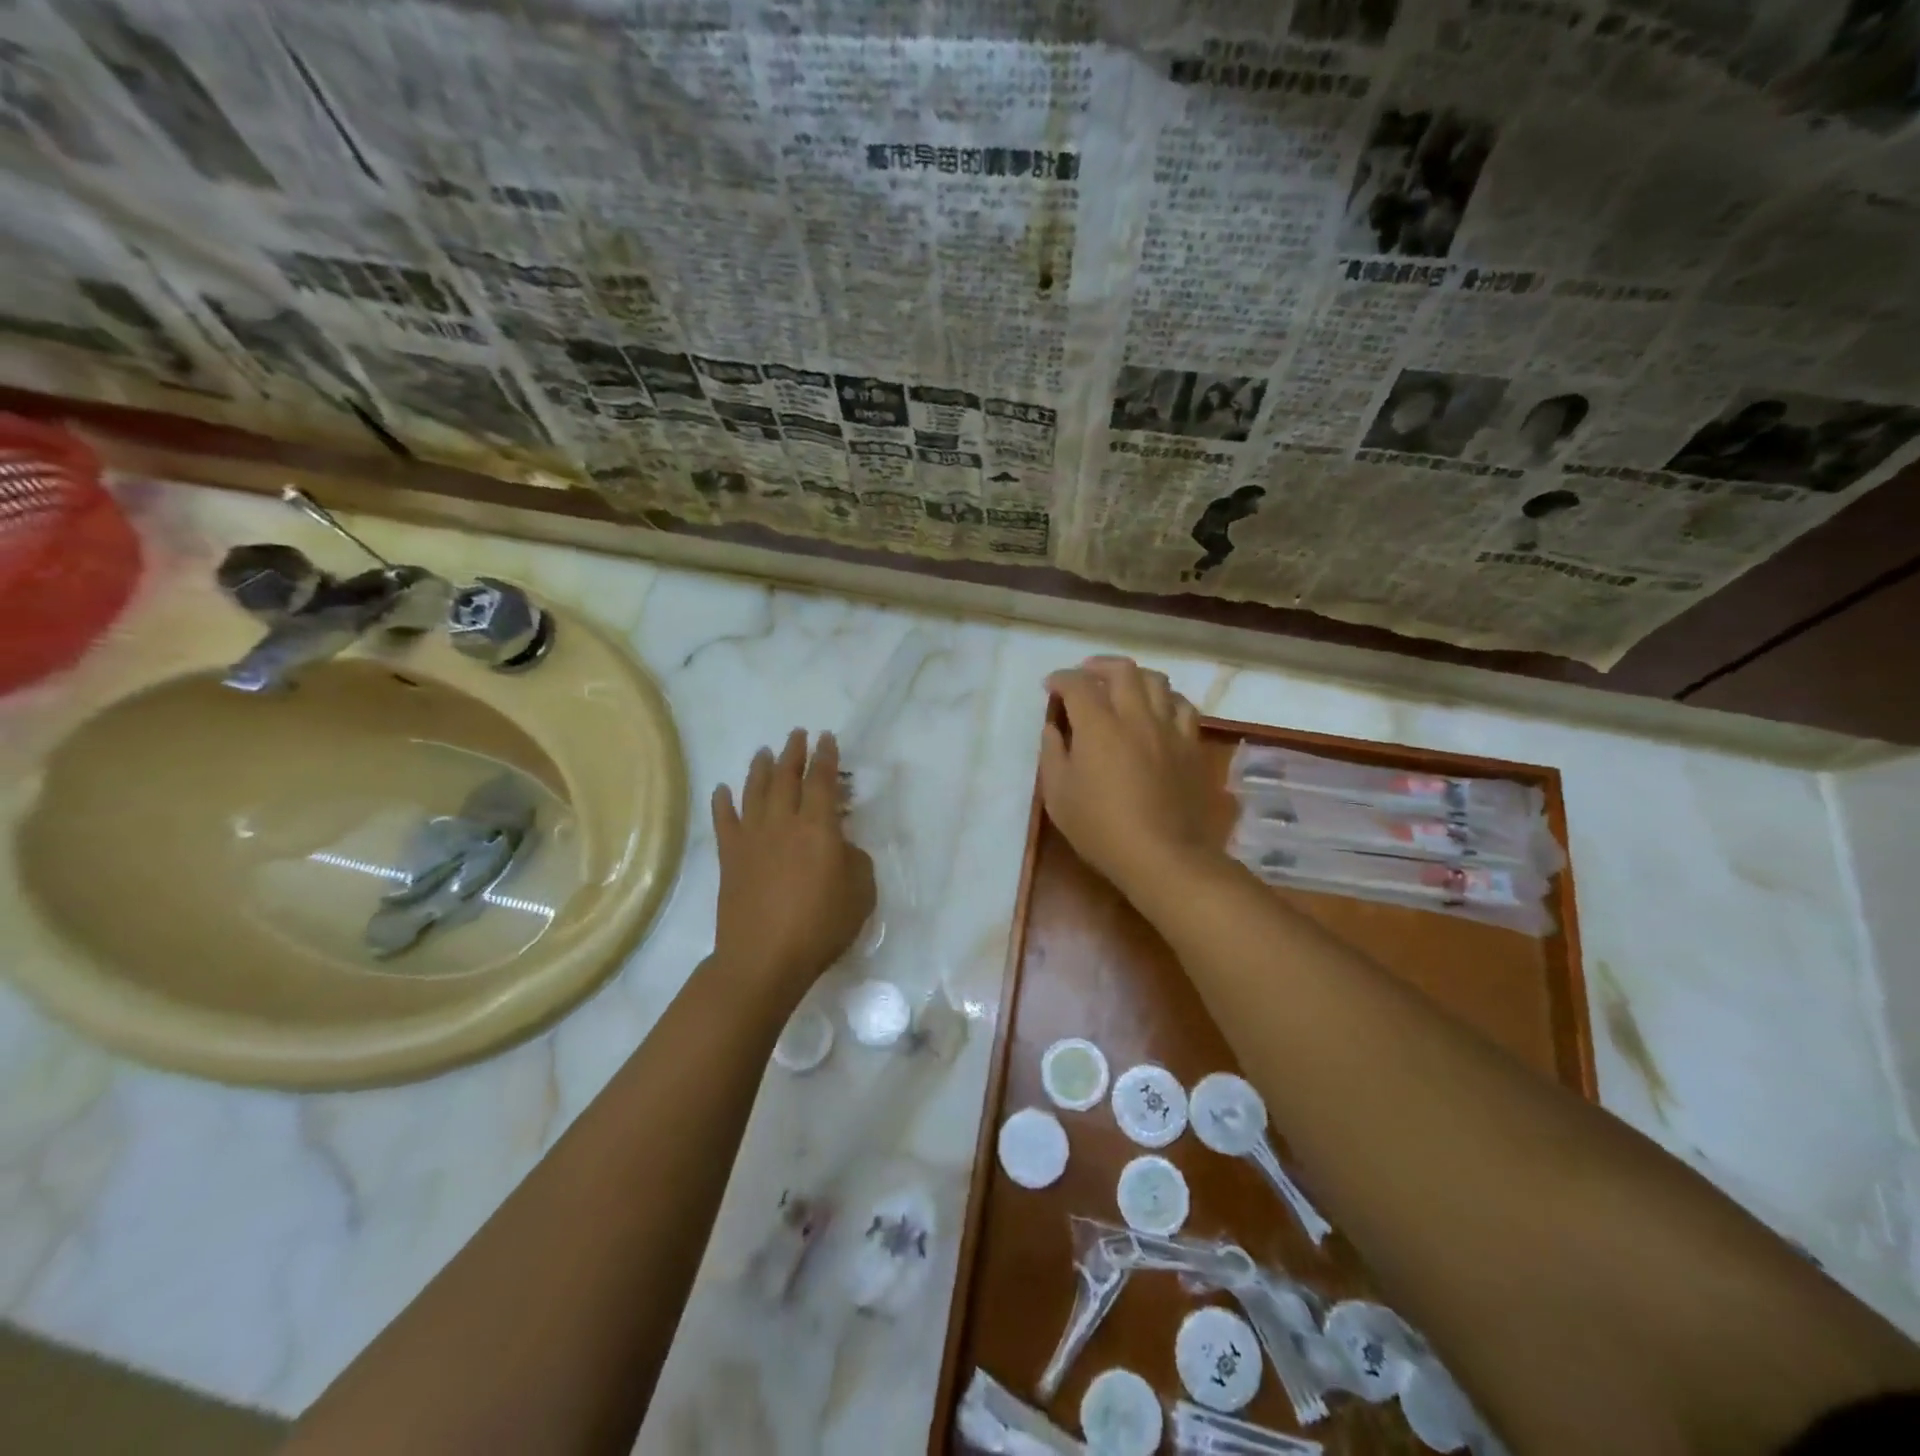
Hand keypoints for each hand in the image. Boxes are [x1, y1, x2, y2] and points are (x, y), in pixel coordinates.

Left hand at [711, 730, 875, 1003]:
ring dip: (760, 768)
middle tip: (797, 735)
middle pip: (786, 777)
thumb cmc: (821, 926)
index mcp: (818, 827)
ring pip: (754, 791)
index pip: (822, 781)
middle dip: (793, 753)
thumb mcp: (861, 892)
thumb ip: (855, 859)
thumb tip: (841, 845)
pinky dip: (722, 802)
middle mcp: (783, 822)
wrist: (764, 958)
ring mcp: (752, 838)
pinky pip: (724, 821)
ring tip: (764, 751)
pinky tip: (723, 790)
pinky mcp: (729, 858)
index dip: (826, 757)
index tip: (827, 738)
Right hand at [1040, 657, 1221, 898]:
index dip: (1061, 679)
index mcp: (1098, 725)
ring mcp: (1169, 729)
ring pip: (1157, 681)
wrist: (1163, 855)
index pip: (1077, 684)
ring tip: (1123, 687)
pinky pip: (1182, 707)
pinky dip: (1166, 699)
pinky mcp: (1191, 746)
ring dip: (1135, 677)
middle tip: (1085, 675)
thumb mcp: (1058, 795)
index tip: (1051, 687)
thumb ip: (1052, 754)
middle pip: (1122, 671)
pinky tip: (1159, 710)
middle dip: (1098, 666)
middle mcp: (1136, 716)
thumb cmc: (1100, 828)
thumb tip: (1053, 727)